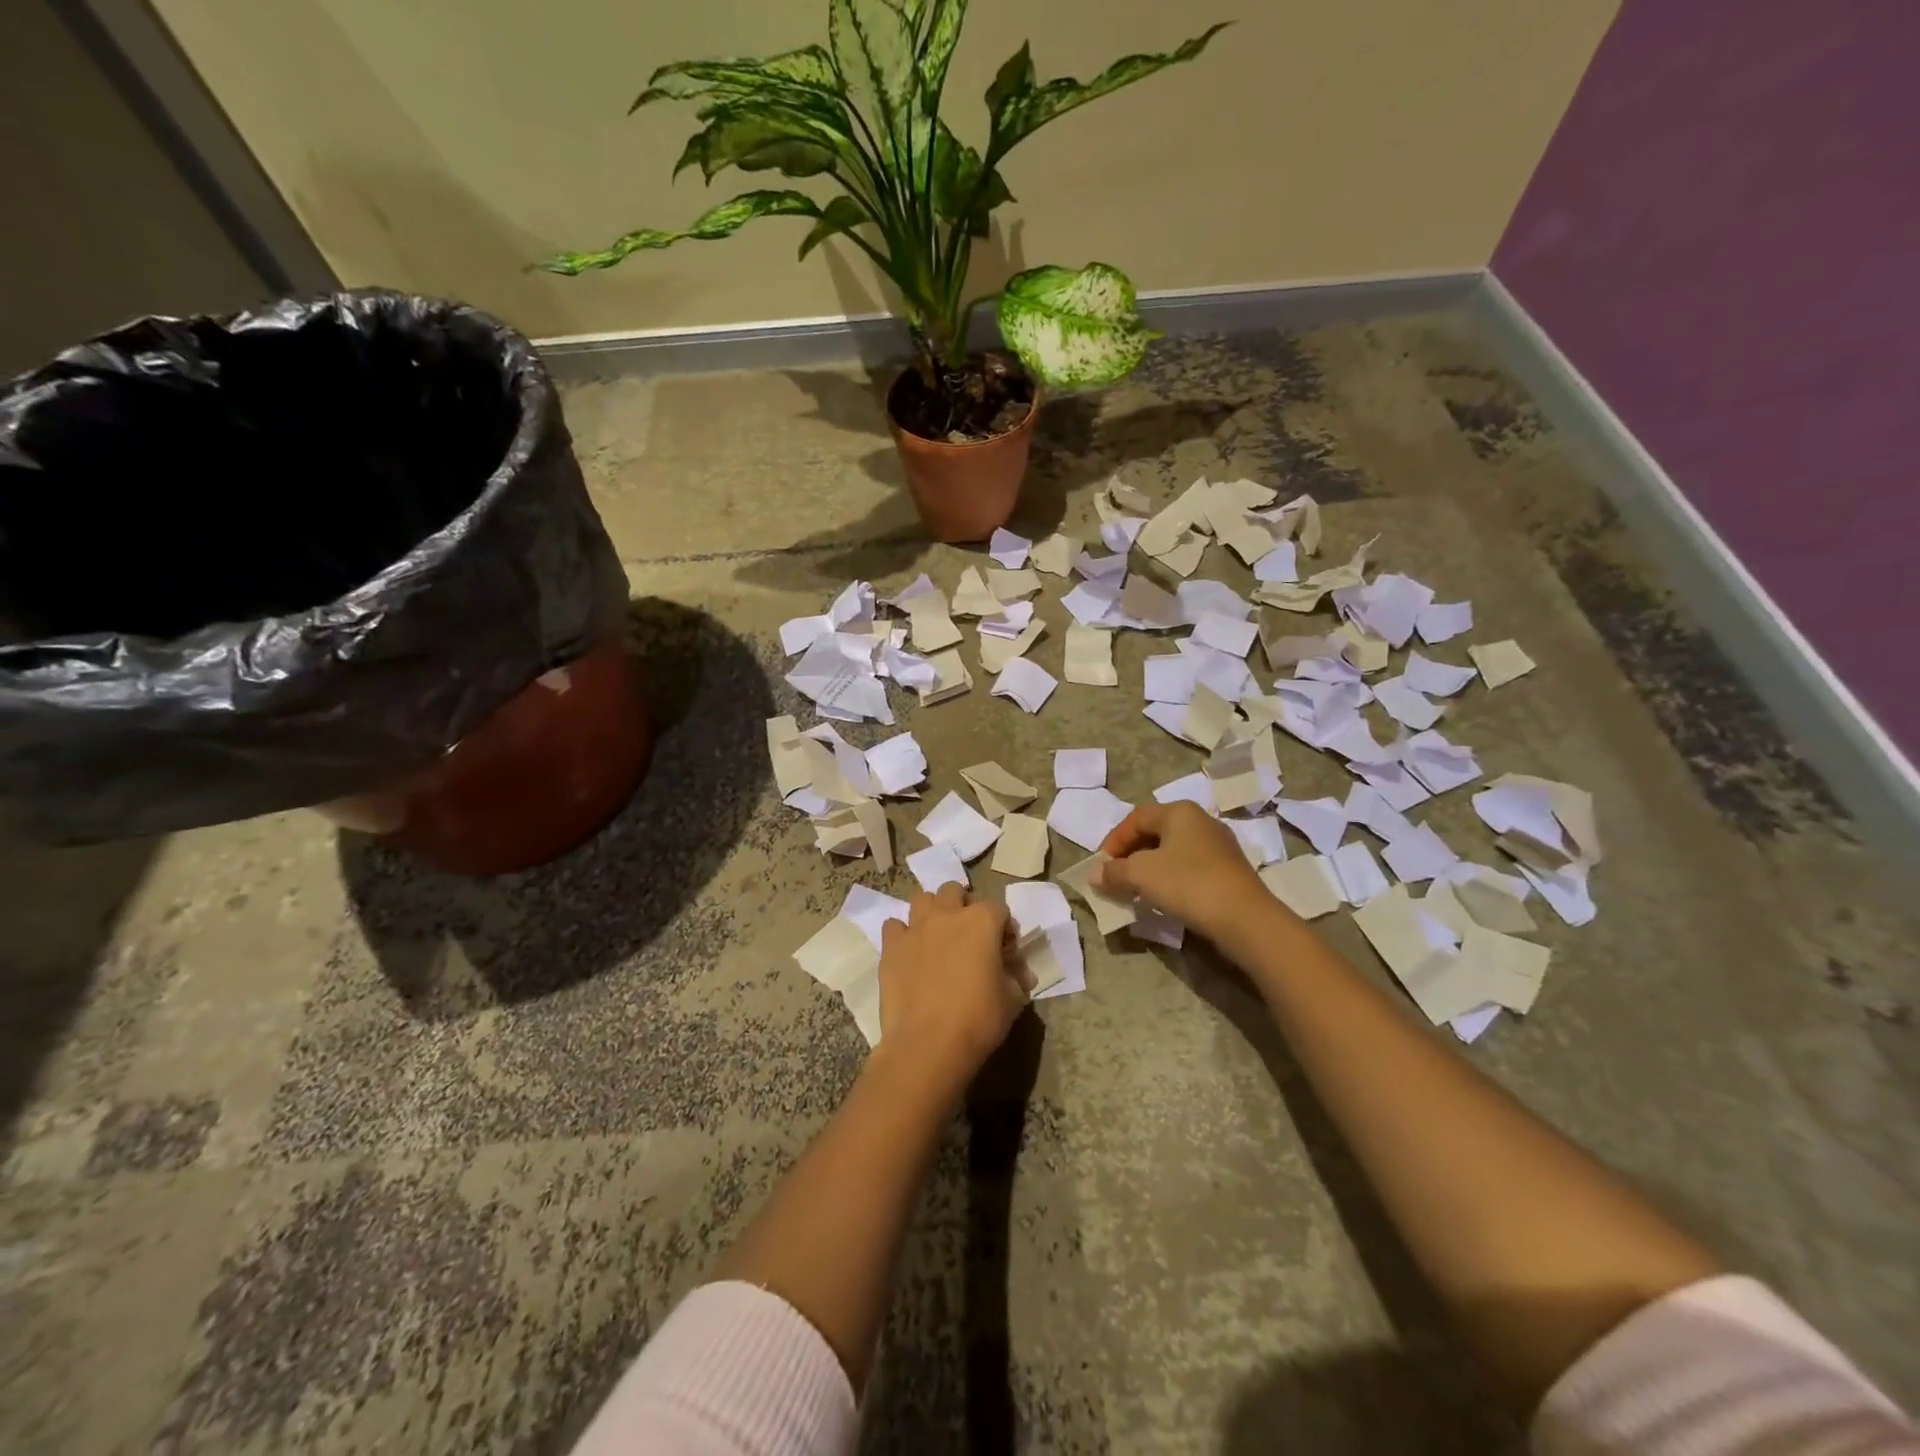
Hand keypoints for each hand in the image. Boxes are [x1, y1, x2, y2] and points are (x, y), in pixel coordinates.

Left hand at [877, 884, 1025, 1092]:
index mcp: (982, 921)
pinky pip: (894, 926)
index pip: (999, 908)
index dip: (1004, 927)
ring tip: (936, 936)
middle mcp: (947, 914)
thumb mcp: (1012, 1000)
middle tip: (967, 935)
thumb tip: (1021, 974)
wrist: (927, 1044)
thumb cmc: (978, 1020)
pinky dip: (902, 934)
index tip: (1005, 950)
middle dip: (963, 906)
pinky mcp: (891, 946)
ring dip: (932, 911)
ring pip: (922, 898)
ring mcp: (916, 927)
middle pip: (954, 891)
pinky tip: (909, 952)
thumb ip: (1016, 978)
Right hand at [1096, 800, 1279, 942]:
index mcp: (1179, 811)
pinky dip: (1170, 878)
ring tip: (1136, 889)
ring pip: (1173, 850)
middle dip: (1131, 854)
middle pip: (1155, 831)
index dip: (1114, 840)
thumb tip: (1095, 874)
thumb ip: (1114, 871)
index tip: (1102, 865)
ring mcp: (1219, 845)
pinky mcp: (1229, 870)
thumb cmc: (1188, 884)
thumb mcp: (1141, 875)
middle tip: (1116, 876)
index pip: (1136, 817)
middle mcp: (1201, 821)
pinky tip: (1164, 898)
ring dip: (1150, 867)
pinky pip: (1189, 866)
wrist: (1245, 918)